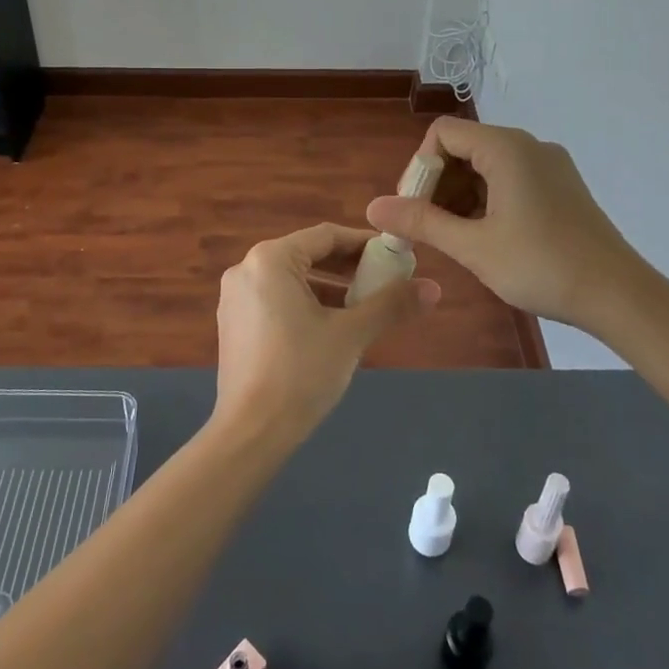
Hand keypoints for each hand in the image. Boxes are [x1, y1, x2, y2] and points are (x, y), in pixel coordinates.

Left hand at [213, 223, 439, 444]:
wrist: (251, 432)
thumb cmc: (301, 372)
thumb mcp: (351, 334)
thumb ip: (391, 304)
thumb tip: (434, 288)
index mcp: (270, 259)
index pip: (326, 236)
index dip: (364, 244)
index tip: (396, 256)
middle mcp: (246, 269)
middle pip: (307, 255)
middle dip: (348, 268)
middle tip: (385, 281)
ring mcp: (235, 297)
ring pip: (292, 279)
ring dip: (329, 288)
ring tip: (365, 306)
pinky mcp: (234, 323)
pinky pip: (276, 299)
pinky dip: (306, 304)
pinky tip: (332, 327)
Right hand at [365, 117, 652, 326]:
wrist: (619, 295)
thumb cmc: (541, 265)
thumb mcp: (473, 246)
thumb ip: (421, 221)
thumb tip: (373, 207)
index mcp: (506, 148)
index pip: (442, 134)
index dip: (420, 168)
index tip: (415, 209)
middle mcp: (529, 146)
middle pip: (464, 147)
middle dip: (438, 185)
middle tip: (429, 228)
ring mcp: (550, 165)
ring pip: (487, 166)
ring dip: (462, 195)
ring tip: (456, 238)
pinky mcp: (562, 187)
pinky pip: (511, 179)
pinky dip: (488, 200)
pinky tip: (487, 237)